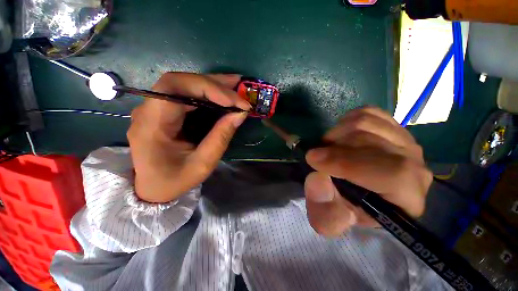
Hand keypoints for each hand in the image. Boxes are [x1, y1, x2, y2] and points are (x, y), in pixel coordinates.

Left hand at [127, 73, 249, 202]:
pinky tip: (223, 93)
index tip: (233, 101)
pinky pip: (186, 94)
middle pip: (180, 82)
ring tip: (236, 85)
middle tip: (239, 85)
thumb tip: (240, 113)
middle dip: (214, 83)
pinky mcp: (164, 110)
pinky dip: (208, 92)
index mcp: (151, 125)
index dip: (207, 88)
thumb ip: (221, 137)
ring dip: (212, 84)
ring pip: (184, 84)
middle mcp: (148, 110)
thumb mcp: (203, 164)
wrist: (152, 187)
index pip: (174, 89)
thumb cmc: (175, 180)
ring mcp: (154, 108)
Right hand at [304, 107, 432, 236]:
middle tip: (318, 155)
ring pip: (366, 122)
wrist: (359, 193)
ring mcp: (404, 140)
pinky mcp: (392, 126)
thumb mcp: (329, 218)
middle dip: (334, 147)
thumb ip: (323, 209)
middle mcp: (415, 166)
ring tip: (329, 148)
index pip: (392, 174)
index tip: (313, 159)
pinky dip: (346, 121)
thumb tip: (318, 178)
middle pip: (372, 141)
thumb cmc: (346, 208)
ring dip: (336, 134)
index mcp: (406, 197)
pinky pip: (367, 112)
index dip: (347, 163)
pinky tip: (341, 136)